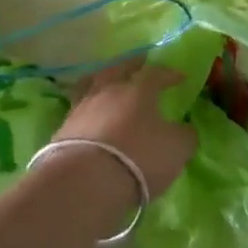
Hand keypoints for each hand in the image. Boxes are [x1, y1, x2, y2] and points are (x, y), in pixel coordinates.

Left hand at [51, 56, 195, 200]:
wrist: (84, 182)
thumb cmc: (138, 158)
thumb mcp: (176, 149)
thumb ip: (184, 135)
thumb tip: (184, 129)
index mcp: (139, 89)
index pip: (156, 73)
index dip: (169, 74)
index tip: (180, 77)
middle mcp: (108, 91)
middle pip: (118, 69)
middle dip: (131, 65)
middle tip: (139, 64)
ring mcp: (82, 108)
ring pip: (92, 84)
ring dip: (103, 82)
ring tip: (108, 84)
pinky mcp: (62, 130)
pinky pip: (78, 110)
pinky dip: (87, 109)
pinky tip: (91, 115)